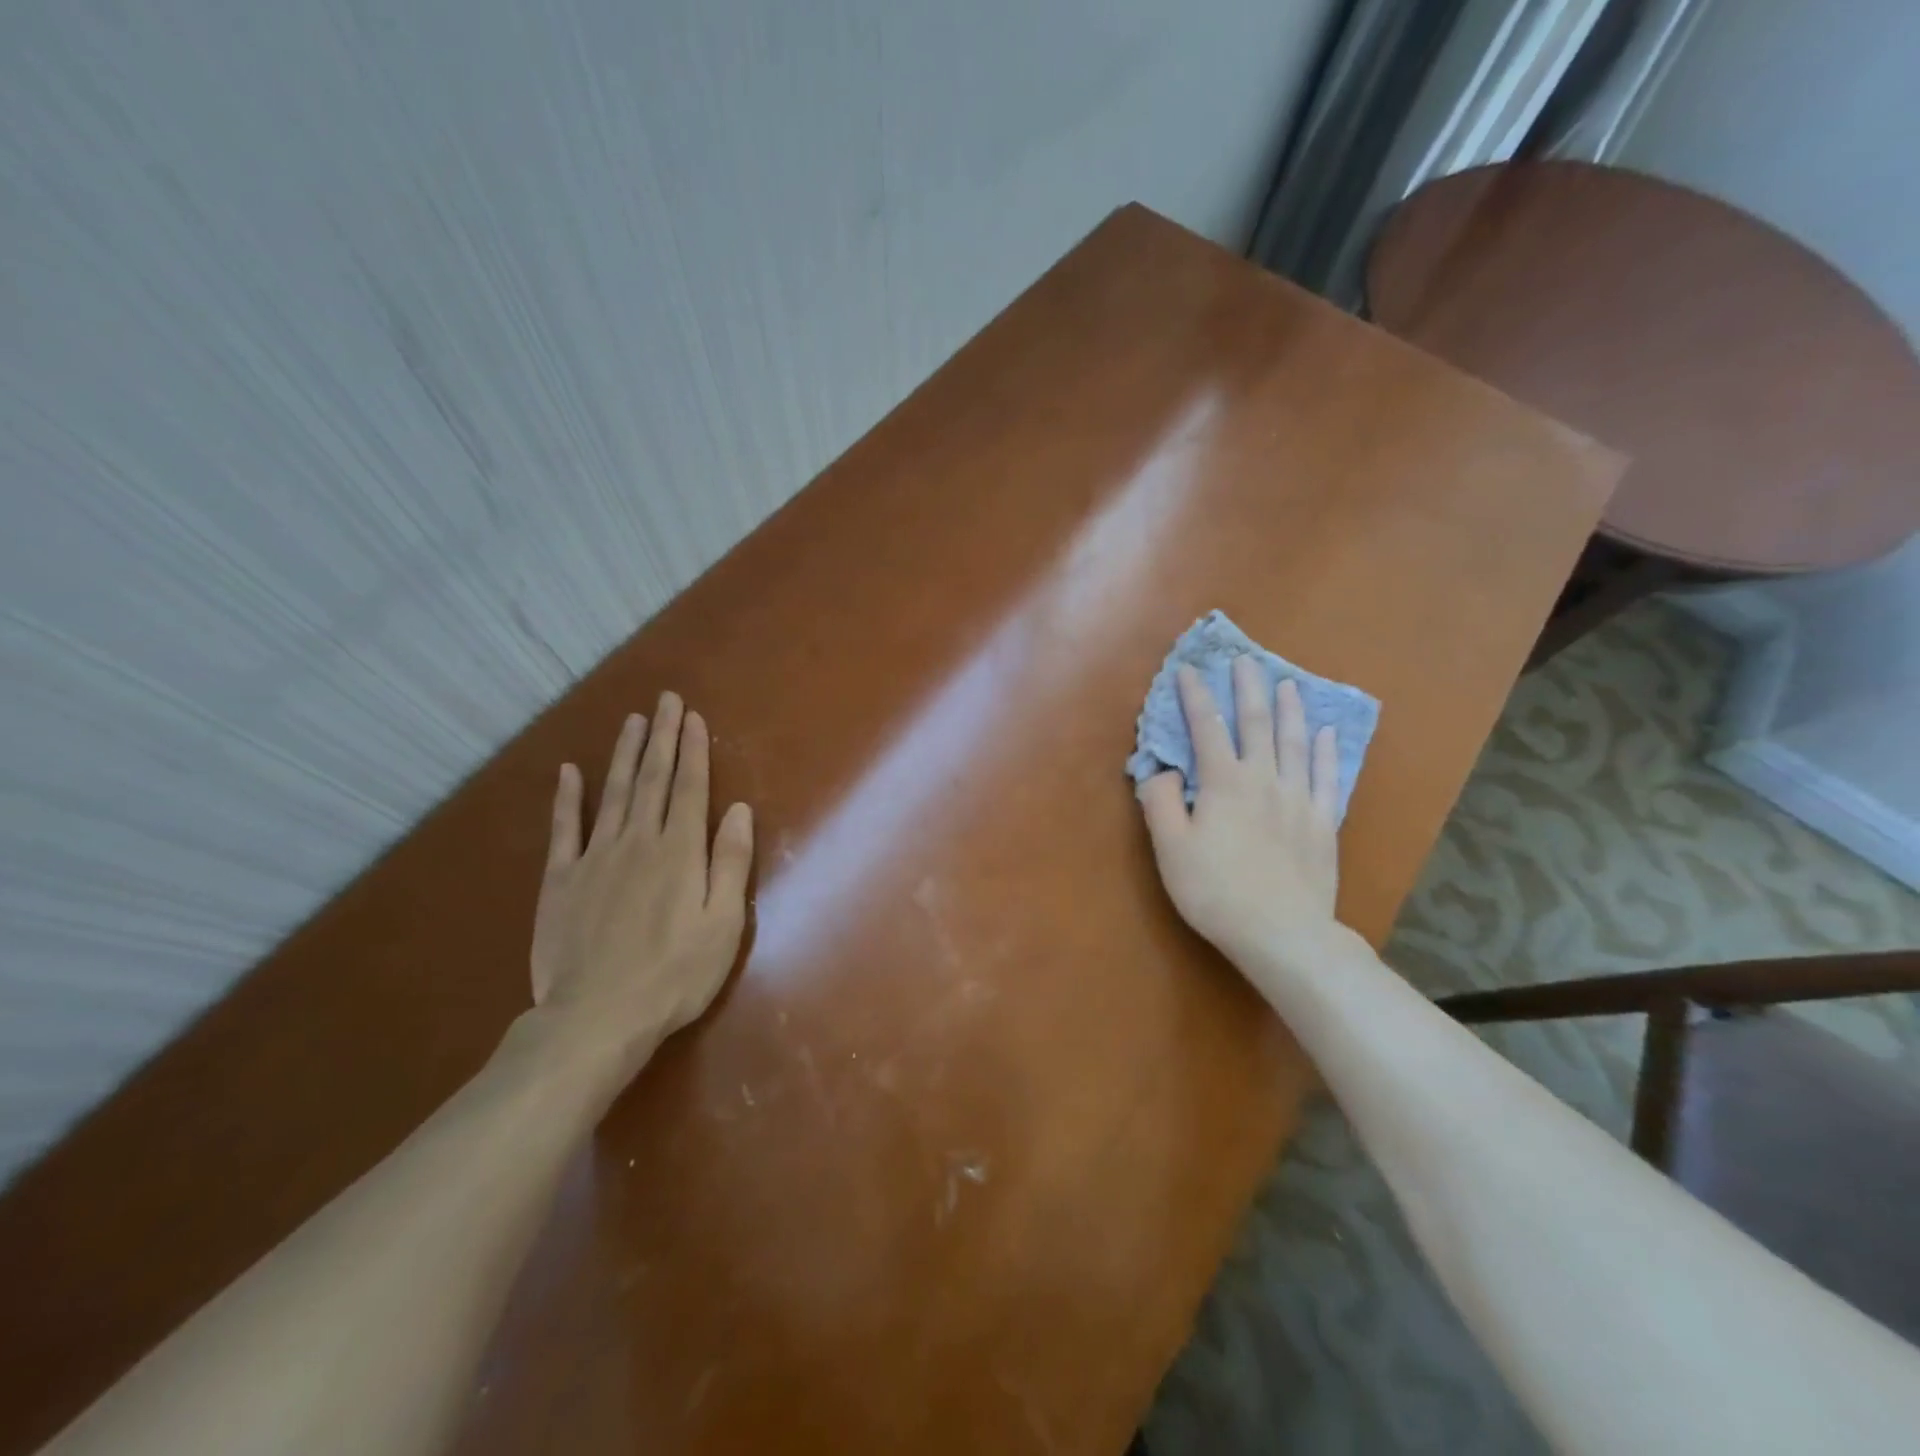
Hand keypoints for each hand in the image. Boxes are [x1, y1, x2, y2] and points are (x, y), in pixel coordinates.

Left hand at [529, 692, 753, 1077]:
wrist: (597, 1016)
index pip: (690, 788)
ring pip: (613, 794)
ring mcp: (595, 858)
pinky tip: (569, 772)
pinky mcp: (561, 880)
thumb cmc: (675, 974)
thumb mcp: (723, 923)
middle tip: (664, 700)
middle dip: (661, 738)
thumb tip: (738, 810)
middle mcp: (638, 842)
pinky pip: (564, 830)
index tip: (692, 717)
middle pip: (652, 780)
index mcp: (680, 852)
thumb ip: (729, 862)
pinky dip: (567, 799)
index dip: (692, 750)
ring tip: (632, 722)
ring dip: (624, 755)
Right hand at [1138, 657, 1340, 967]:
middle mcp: (1264, 779)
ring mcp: (1299, 799)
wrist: (1282, 933)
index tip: (1187, 670)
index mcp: (1224, 783)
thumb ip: (1161, 803)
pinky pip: (1326, 776)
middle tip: (1245, 660)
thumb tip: (1160, 769)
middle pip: (1256, 723)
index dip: (1195, 697)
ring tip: (1288, 683)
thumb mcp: (1171, 849)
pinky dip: (1326, 750)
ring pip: (1295, 742)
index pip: (1206, 728)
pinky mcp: (1322, 822)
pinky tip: (1326, 733)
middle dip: (1248, 688)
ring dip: (1290, 709)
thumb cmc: (1216, 891)